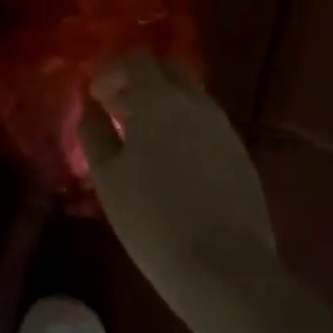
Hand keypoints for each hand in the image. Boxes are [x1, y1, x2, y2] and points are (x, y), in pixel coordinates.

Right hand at [79, 53, 276, 317]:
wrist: (227, 273)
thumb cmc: (154, 220)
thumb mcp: (108, 178)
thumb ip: (94, 133)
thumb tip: (91, 107)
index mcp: (159, 98)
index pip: (136, 59)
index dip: (113, 71)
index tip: (97, 97)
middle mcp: (195, 102)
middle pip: (169, 69)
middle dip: (143, 80)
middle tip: (121, 110)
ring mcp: (224, 128)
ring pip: (191, 97)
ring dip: (166, 105)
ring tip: (146, 142)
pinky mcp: (242, 157)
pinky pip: (208, 126)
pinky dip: (187, 129)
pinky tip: (176, 165)